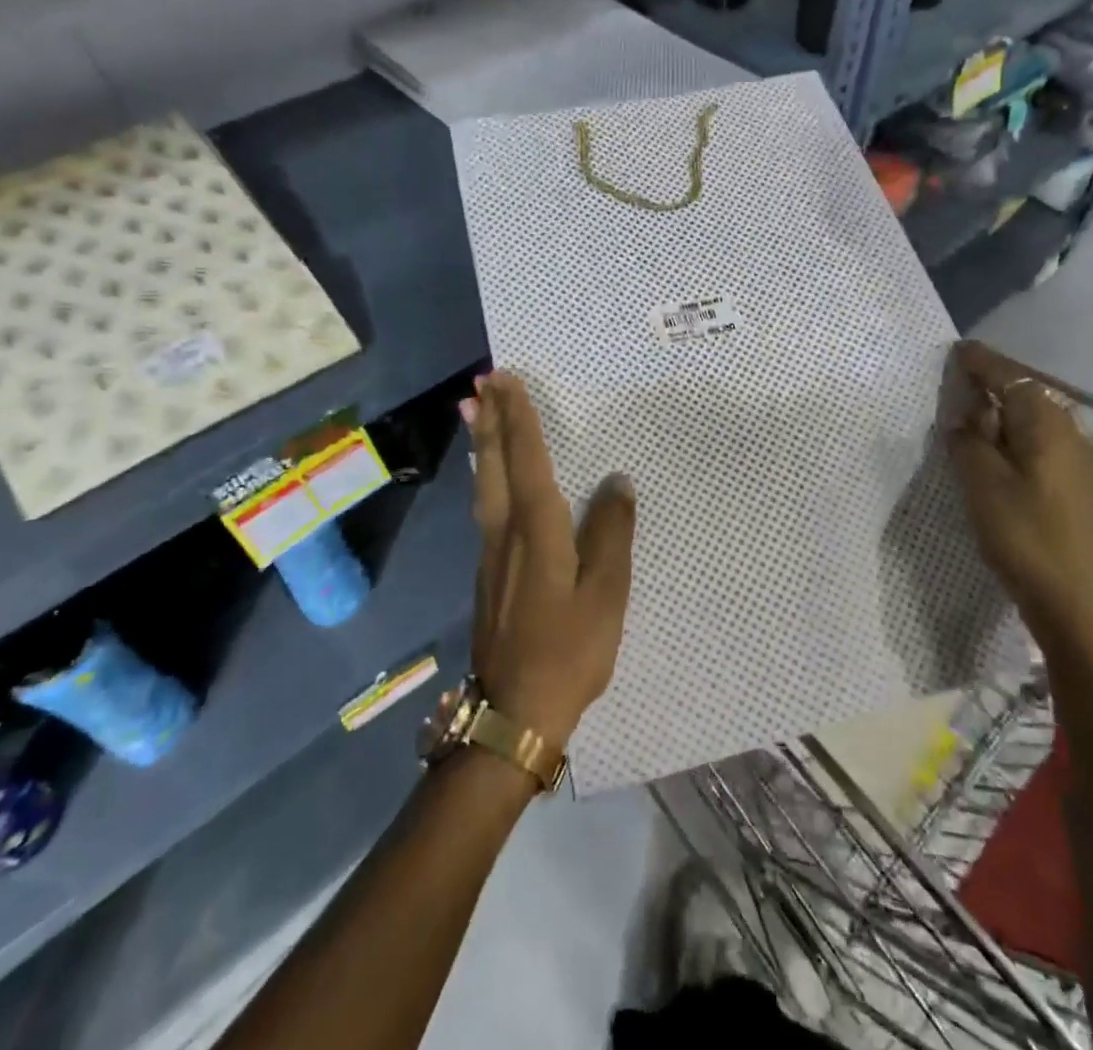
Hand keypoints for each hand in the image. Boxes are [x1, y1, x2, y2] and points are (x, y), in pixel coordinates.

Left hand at [463, 372, 635, 746]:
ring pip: (484, 483)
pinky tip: (487, 476)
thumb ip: (611, 534)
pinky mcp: (487, 573)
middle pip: (495, 464)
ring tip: (476, 413)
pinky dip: (485, 475)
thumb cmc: (569, 651)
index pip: (528, 459)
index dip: (519, 418)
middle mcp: (505, 532)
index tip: (506, 380)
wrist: (514, 712)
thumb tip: (617, 482)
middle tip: (482, 383)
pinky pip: (484, 506)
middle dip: (491, 420)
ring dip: (483, 443)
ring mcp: (490, 553)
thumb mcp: (606, 594)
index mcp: (537, 529)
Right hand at [944, 342, 1092, 661]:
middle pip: (1023, 396)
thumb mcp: (982, 482)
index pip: (1010, 377)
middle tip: (950, 385)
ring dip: (996, 417)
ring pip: (1028, 424)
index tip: (956, 349)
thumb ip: (968, 441)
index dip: (982, 362)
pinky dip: (1007, 442)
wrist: (1078, 605)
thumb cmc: (1025, 535)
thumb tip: (964, 419)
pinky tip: (987, 458)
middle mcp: (1068, 435)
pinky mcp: (1070, 489)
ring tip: (961, 421)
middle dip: (988, 386)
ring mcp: (1074, 464)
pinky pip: (1033, 447)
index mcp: (1048, 425)